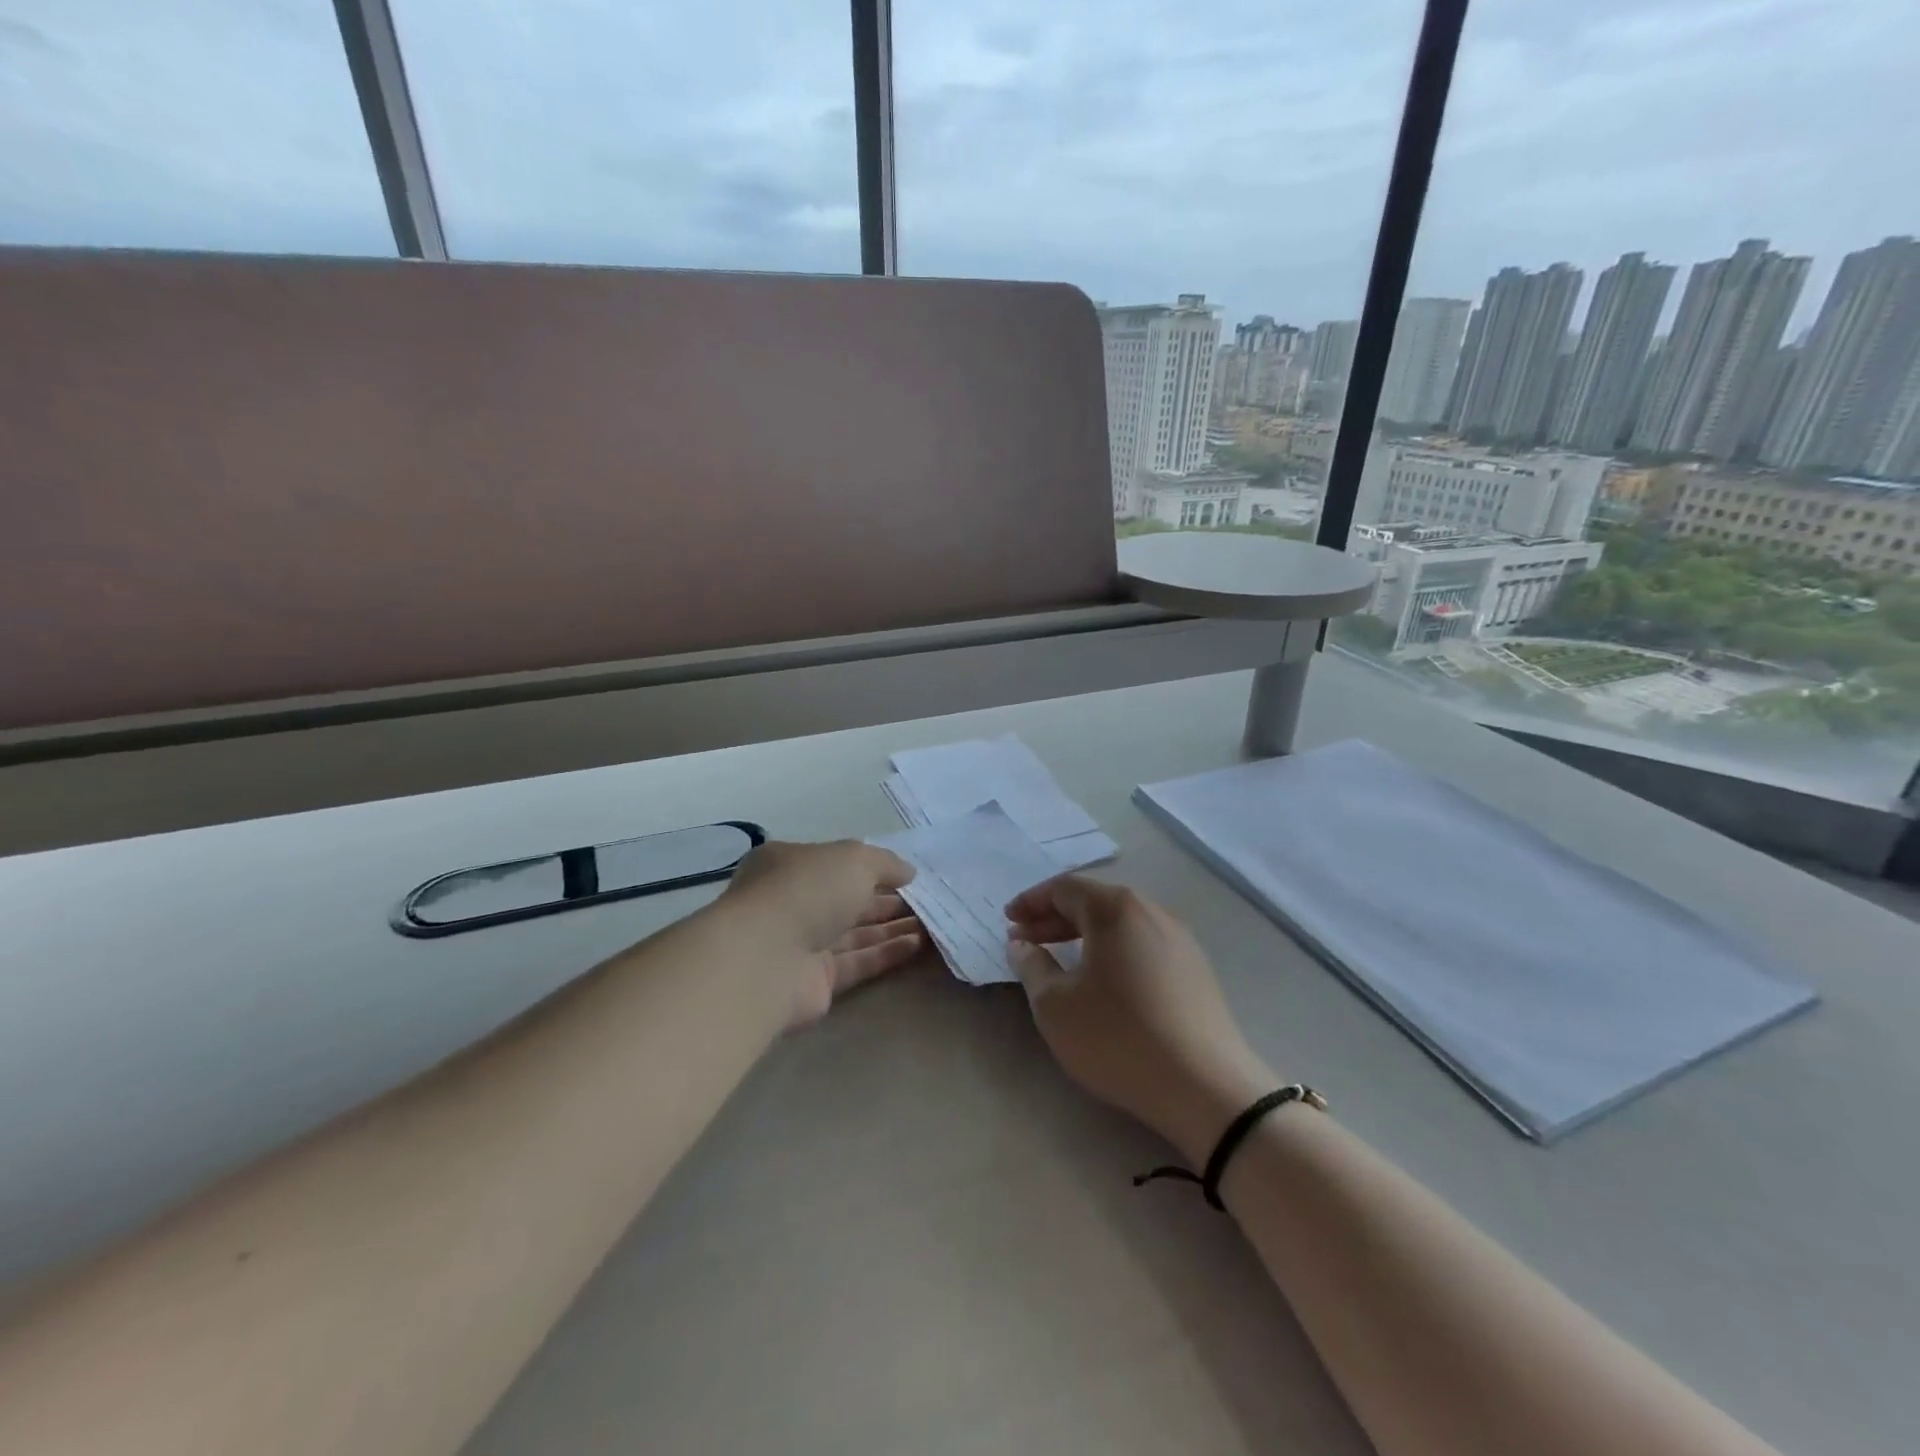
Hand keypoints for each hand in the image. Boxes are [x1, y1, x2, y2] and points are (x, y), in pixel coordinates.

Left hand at [722, 839, 922, 1027]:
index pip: (835, 862)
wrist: (767, 959)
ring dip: (892, 927)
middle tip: (928, 900)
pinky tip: (919, 945)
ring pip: (855, 932)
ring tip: (933, 922)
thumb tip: (909, 873)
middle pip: (847, 899)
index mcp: (789, 864)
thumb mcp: (854, 858)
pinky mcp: (816, 981)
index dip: (872, 867)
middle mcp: (793, 902)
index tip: (908, 874)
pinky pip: (857, 962)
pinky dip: (887, 953)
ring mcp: (802, 943)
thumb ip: (886, 863)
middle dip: (887, 899)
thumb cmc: (807, 890)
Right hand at [1006, 876, 1273, 1162]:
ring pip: (1120, 924)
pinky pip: (1142, 944)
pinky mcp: (1195, 969)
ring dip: (1083, 935)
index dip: (1031, 902)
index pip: (1064, 888)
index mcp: (1115, 909)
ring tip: (1059, 959)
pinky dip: (1112, 951)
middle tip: (1024, 940)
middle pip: (1094, 902)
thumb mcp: (1055, 1005)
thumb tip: (1021, 944)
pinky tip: (1102, 979)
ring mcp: (1179, 939)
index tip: (1007, 921)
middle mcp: (1151, 911)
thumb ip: (1032, 966)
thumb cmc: (1118, 1037)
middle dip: (1054, 918)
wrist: (1205, 1087)